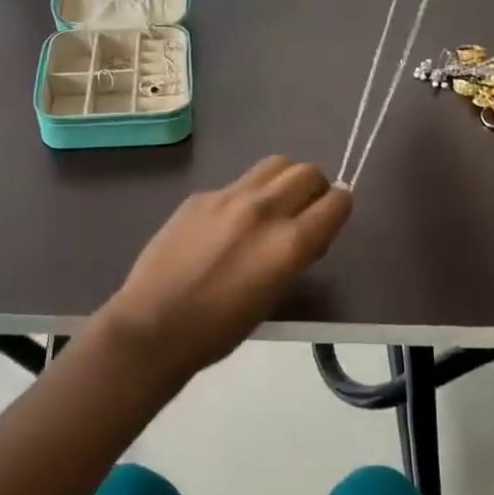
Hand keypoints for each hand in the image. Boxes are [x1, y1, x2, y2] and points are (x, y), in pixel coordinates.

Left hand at [94, 157, 352, 384]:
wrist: (153, 326)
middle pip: (308, 172)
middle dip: (316, 188)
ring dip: (285, 181)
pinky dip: (246, 196)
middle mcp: (263, 210)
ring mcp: (228, 197)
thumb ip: (297, 255)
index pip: (337, 201)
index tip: (331, 219)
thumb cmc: (219, 329)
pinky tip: (228, 225)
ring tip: (273, 207)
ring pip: (274, 164)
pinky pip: (237, 184)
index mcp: (289, 243)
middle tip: (304, 212)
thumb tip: (308, 234)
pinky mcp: (200, 196)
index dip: (340, 208)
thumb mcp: (275, 295)